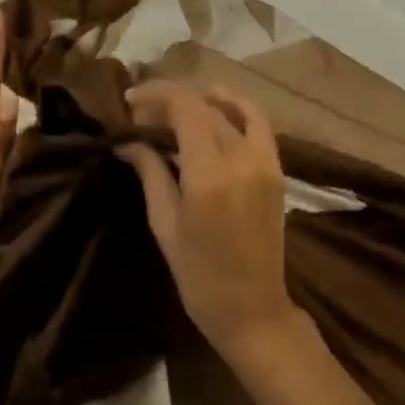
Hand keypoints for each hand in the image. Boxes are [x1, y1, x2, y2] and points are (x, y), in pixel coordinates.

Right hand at [118, 82, 298, 361]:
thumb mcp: (165, 223)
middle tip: (141, 114)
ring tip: (170, 110)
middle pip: (203, 108)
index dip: (156, 94)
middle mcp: (240, 159)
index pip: (184, 108)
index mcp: (208, 175)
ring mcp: (264, 162)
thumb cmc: (199, 275)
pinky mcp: (276, 169)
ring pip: (227, 113)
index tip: (130, 99)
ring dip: (197, 102)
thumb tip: (127, 141)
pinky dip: (238, 105)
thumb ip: (150, 172)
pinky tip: (216, 100)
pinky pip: (259, 123)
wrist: (253, 309)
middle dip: (169, 102)